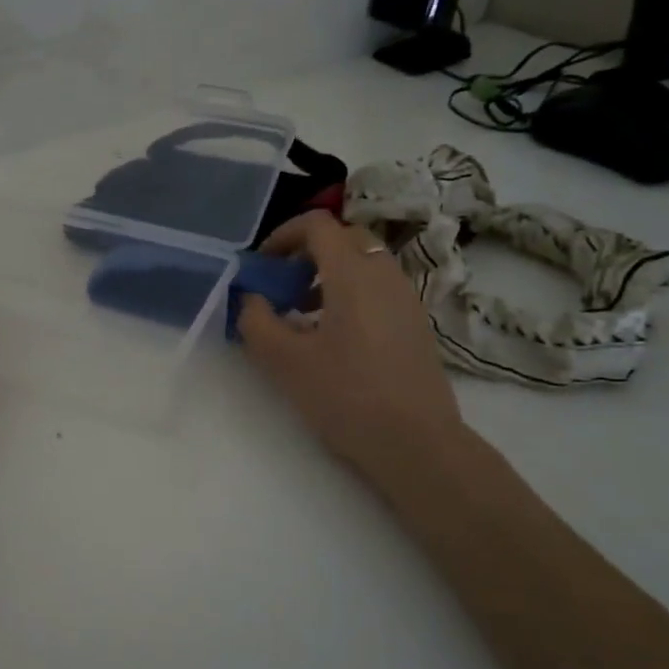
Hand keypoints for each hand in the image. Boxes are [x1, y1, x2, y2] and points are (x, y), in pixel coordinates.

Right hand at [237, 212, 462, 473]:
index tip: (262, 264)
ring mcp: (406, 299)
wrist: (417, 444)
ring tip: (302, 316)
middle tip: (282, 285)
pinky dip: (351, 294)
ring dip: (329, 275)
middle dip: (308, 252)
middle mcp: (385, 274)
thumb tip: (251, 298)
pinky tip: (334, 338)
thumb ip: (256, 321)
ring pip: (364, 264)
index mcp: (352, 273)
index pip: (318, 225)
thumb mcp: (284, 361)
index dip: (283, 234)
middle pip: (344, 238)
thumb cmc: (346, 396)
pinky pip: (379, 289)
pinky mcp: (416, 324)